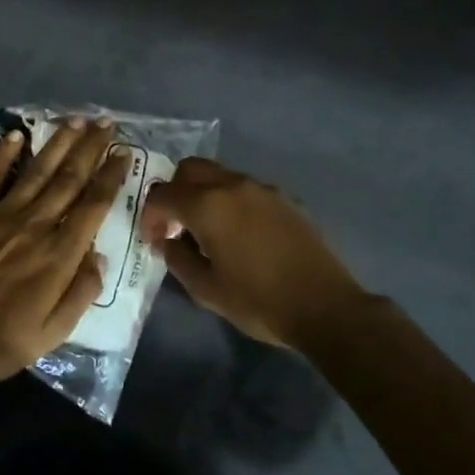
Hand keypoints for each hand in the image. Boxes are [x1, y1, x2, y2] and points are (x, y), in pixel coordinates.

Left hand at [0, 118, 126, 381]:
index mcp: (60, 254)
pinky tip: (17, 134)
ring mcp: (0, 214)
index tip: (123, 153)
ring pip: (37, 170)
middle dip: (91, 148)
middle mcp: (36, 224)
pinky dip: (4, 154)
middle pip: (69, 178)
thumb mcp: (54, 332)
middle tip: (106, 123)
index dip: (111, 176)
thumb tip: (98, 256)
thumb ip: (81, 292)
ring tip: (76, 120)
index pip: (93, 205)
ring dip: (59, 143)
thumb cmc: (1, 339)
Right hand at [140, 158, 371, 348]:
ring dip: (204, 194)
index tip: (154, 239)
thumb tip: (166, 242)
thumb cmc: (258, 301)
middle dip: (175, 191)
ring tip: (207, 231)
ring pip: (220, 175)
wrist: (323, 305)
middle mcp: (233, 186)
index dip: (150, 215)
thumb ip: (177, 259)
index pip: (163, 194)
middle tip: (175, 225)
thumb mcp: (206, 289)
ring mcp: (262, 189)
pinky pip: (245, 189)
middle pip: (191, 169)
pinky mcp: (285, 198)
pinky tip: (239, 234)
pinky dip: (230, 200)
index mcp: (208, 205)